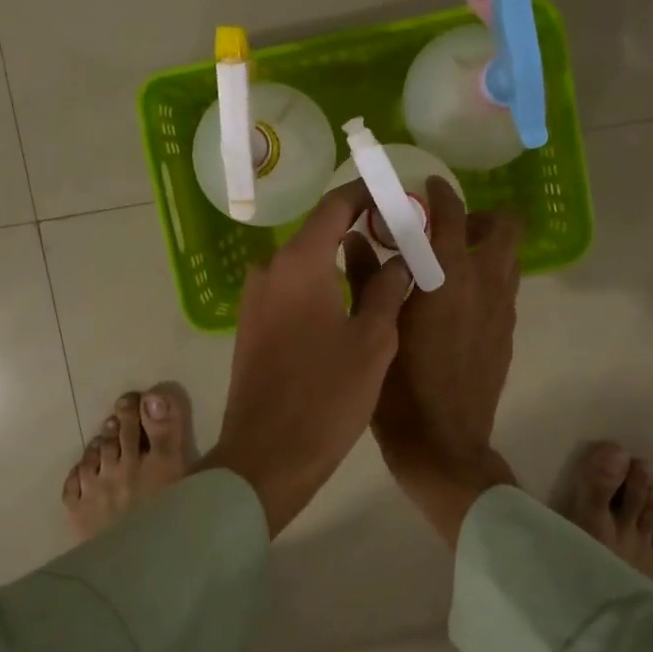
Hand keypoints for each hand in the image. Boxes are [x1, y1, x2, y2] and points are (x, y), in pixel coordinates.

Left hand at [198, 180, 412, 536]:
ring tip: (382, 269)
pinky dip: (320, 284)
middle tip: (400, 237)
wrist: (265, 457)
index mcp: (299, 263)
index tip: (397, 195)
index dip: (367, 194)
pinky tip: (348, 303)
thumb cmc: (326, 397)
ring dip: (339, 259)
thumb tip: (401, 260)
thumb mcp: (372, 342)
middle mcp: (270, 269)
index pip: (335, 206)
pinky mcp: (251, 324)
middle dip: (358, 228)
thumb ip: (388, 291)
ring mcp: (255, 298)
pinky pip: (290, 288)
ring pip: (304, 263)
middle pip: (317, 232)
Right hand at [351, 177, 522, 545]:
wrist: (443, 444)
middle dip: (480, 217)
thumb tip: (356, 240)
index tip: (427, 187)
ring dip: (485, 249)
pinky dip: (485, 281)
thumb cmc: (400, 386)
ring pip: (508, 260)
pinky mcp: (507, 335)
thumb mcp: (374, 327)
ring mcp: (503, 311)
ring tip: (447, 265)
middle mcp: (485, 285)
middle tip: (446, 229)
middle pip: (506, 227)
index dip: (442, 193)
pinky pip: (503, 291)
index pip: (453, 214)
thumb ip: (366, 277)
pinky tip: (453, 305)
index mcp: (449, 277)